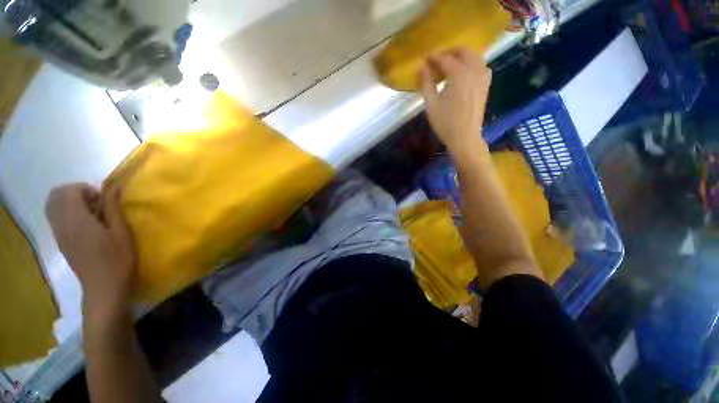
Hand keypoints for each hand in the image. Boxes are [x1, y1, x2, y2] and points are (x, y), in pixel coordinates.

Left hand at [46, 184, 135, 318]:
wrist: (104, 288)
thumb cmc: (118, 259)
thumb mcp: (121, 232)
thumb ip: (113, 207)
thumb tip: (113, 185)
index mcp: (77, 221)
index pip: (69, 191)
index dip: (85, 189)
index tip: (102, 200)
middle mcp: (62, 225)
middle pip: (55, 195)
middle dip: (75, 193)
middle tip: (95, 204)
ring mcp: (59, 234)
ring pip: (53, 206)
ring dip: (70, 202)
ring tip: (91, 213)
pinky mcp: (60, 241)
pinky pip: (55, 217)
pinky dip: (67, 213)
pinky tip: (85, 224)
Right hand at [420, 47, 491, 154]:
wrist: (464, 137)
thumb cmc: (445, 122)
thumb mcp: (431, 104)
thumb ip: (426, 83)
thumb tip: (421, 67)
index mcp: (459, 74)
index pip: (445, 58)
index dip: (433, 57)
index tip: (425, 59)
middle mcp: (473, 70)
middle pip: (464, 51)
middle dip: (450, 51)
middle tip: (438, 59)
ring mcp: (482, 77)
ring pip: (475, 56)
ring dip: (463, 55)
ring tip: (451, 63)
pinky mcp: (485, 85)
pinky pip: (482, 66)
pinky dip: (473, 64)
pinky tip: (466, 72)